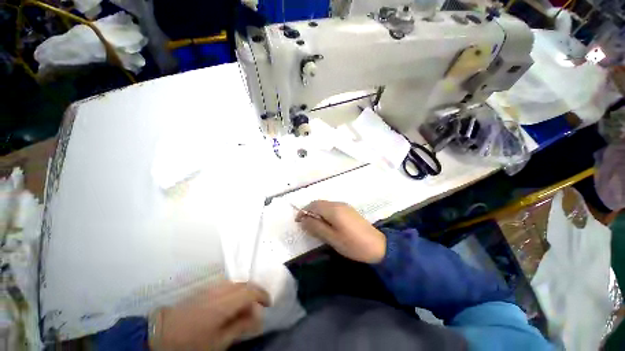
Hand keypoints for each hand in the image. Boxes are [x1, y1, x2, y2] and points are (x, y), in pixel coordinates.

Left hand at [152, 282, 270, 350]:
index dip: (262, 295)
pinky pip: (227, 284)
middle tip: (259, 306)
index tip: (268, 304)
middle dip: (255, 292)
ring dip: (245, 290)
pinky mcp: (205, 289)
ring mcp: (212, 287)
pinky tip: (232, 303)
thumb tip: (257, 318)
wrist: (161, 332)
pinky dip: (235, 290)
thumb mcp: (217, 342)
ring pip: (236, 282)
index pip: (250, 292)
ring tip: (247, 305)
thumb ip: (239, 327)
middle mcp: (220, 290)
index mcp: (224, 303)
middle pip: (245, 284)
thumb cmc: (190, 343)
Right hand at [295, 200, 385, 263]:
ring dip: (317, 212)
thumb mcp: (332, 238)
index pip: (313, 205)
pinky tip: (327, 224)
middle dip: (310, 211)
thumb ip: (316, 227)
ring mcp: (345, 206)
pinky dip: (325, 213)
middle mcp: (338, 204)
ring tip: (314, 226)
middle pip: (319, 203)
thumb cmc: (353, 244)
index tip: (297, 221)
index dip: (303, 211)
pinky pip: (332, 208)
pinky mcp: (349, 210)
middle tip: (305, 225)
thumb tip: (303, 220)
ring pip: (325, 205)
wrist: (378, 246)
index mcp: (333, 209)